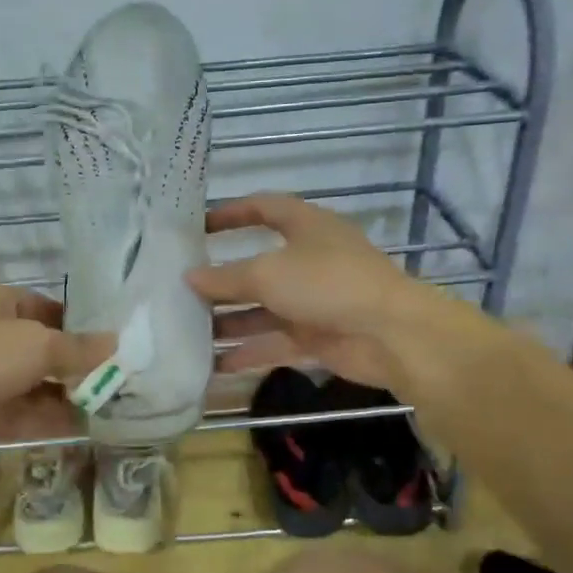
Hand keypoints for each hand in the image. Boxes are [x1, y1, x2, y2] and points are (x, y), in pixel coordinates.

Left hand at [0, 284, 111, 470]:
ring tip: (104, 409)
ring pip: (28, 384)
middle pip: (38, 349)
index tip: (109, 346)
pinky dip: (44, 419)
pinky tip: (80, 430)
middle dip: (72, 367)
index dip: (77, 325)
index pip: (45, 307)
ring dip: (63, 397)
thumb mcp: (38, 345)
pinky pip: (16, 412)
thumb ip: (79, 348)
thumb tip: (115, 343)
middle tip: (113, 382)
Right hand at [187, 194, 456, 391]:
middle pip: (258, 266)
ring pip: (264, 309)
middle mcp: (309, 260)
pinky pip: (275, 342)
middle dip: (222, 280)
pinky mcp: (317, 337)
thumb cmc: (327, 284)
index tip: (198, 226)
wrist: (390, 334)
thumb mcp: (268, 274)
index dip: (232, 213)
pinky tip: (215, 364)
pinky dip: (249, 352)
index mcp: (306, 227)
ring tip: (188, 332)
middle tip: (182, 290)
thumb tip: (190, 277)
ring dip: (230, 321)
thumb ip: (226, 277)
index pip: (265, 208)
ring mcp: (314, 301)